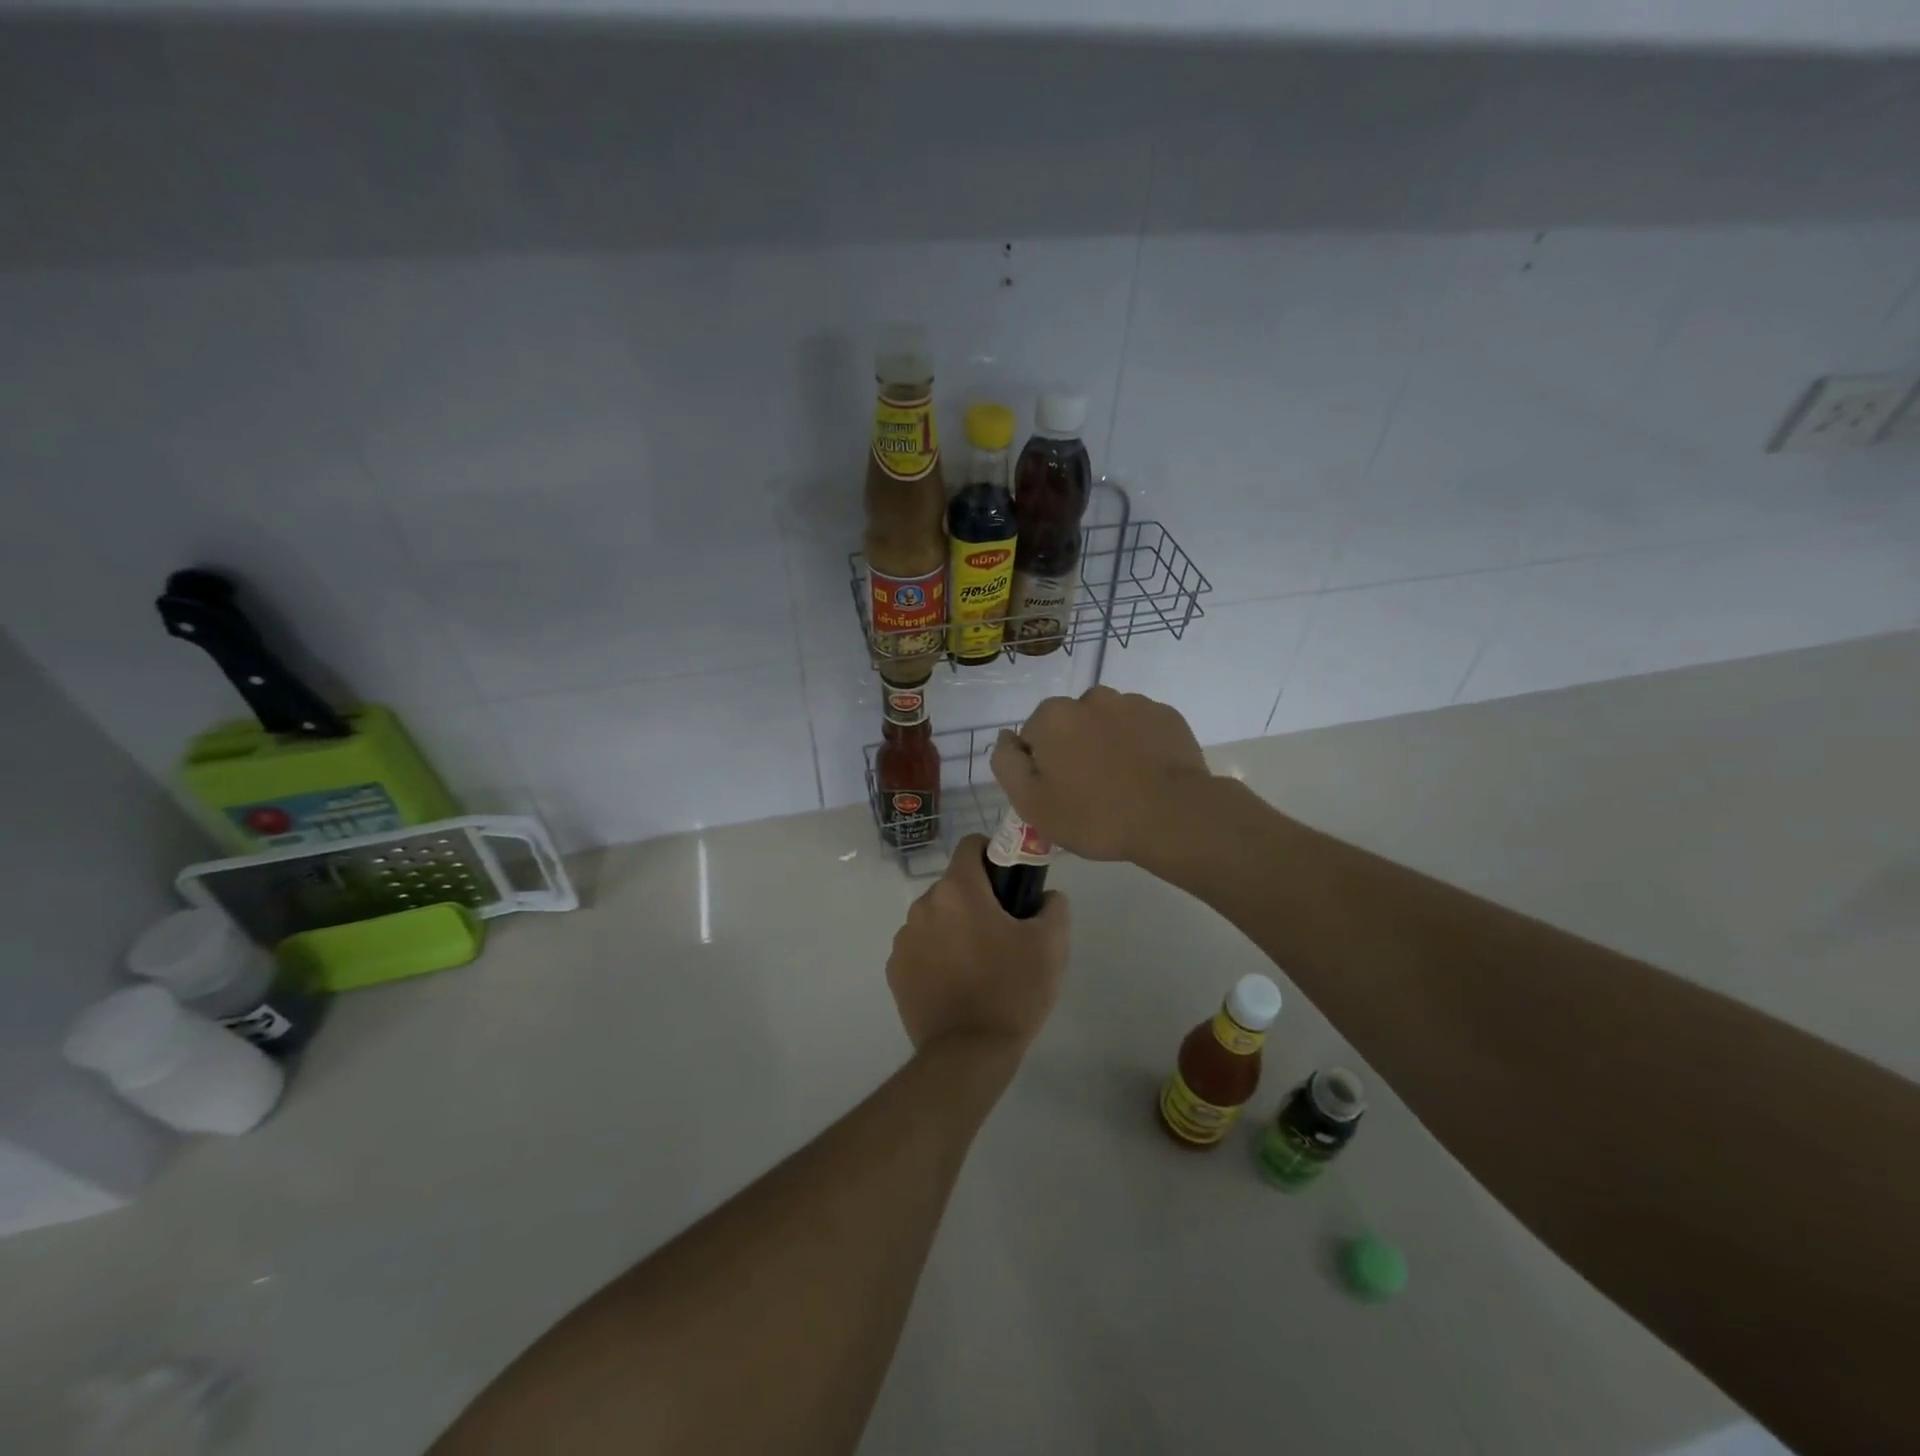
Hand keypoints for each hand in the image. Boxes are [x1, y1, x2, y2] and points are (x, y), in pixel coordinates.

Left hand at [885, 835, 1071, 1056]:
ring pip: (935, 917)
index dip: (993, 855)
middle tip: (1003, 932)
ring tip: (979, 964)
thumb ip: (1053, 906)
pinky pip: (920, 947)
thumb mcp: (1051, 945)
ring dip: (954, 927)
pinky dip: (936, 954)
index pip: (971, 846)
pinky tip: (956, 983)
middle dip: (976, 899)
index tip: (1010, 883)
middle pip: (954, 886)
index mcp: (958, 890)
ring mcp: (904, 938)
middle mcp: (923, 905)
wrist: (968, 1053)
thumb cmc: (1012, 990)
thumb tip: (1047, 896)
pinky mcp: (895, 970)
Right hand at [990, 686, 1211, 863]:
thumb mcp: (1031, 803)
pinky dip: (1138, 745)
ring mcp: (1133, 703)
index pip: (1033, 738)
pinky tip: (1147, 775)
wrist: (1173, 817)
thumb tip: (1006, 737)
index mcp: (1053, 716)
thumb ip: (1006, 763)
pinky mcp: (1166, 715)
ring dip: (1107, 744)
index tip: (1059, 794)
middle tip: (1090, 792)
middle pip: (1070, 725)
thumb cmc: (1094, 815)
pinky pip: (1140, 728)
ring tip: (1123, 784)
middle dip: (1074, 750)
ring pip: (1107, 723)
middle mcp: (1091, 697)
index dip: (1041, 768)